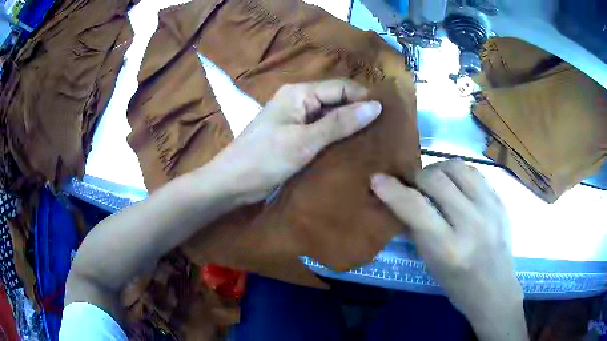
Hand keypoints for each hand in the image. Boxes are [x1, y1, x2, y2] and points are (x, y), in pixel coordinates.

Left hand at [206, 79, 381, 203]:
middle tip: (384, 130)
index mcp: (299, 93)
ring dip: (349, 126)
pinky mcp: (295, 135)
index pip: (341, 87)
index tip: (388, 116)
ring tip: (375, 140)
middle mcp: (299, 100)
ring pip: (330, 116)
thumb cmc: (265, 159)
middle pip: (336, 100)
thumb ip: (340, 123)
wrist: (232, 182)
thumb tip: (376, 106)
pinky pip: (321, 131)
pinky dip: (336, 137)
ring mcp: (296, 118)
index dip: (364, 98)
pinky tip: (353, 148)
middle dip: (359, 113)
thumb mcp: (305, 141)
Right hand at [371, 160, 527, 340]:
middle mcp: (472, 224)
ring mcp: (490, 208)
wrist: (495, 290)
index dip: (392, 190)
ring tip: (434, 181)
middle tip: (411, 184)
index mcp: (449, 249)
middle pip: (436, 180)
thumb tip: (398, 201)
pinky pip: (474, 172)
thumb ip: (416, 231)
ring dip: (438, 169)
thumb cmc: (458, 286)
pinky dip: (458, 174)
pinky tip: (455, 185)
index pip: (416, 208)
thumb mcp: (431, 265)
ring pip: (457, 168)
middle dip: (416, 177)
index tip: (377, 179)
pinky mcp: (500, 200)